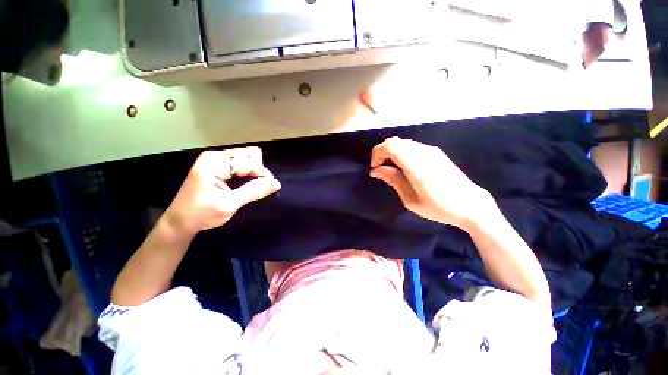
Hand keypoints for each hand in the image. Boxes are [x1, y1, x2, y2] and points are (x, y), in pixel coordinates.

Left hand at [164, 148, 280, 236]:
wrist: (180, 222)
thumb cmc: (201, 214)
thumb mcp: (229, 204)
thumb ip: (253, 191)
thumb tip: (277, 183)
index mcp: (215, 162)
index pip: (250, 162)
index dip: (262, 175)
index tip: (268, 189)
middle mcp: (216, 156)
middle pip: (249, 155)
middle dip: (257, 171)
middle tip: (254, 189)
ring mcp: (216, 160)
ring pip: (247, 159)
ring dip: (253, 173)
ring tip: (249, 189)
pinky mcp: (218, 166)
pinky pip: (241, 164)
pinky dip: (247, 174)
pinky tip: (243, 185)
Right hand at [370, 137, 492, 228]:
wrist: (471, 205)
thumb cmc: (439, 208)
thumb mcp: (411, 199)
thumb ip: (393, 180)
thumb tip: (375, 170)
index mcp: (417, 166)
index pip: (391, 146)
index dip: (377, 153)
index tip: (375, 168)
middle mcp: (424, 153)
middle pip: (394, 141)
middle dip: (382, 153)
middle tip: (381, 169)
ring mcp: (431, 150)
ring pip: (402, 143)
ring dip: (391, 153)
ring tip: (391, 170)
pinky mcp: (435, 152)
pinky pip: (411, 146)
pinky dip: (401, 153)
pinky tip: (403, 167)